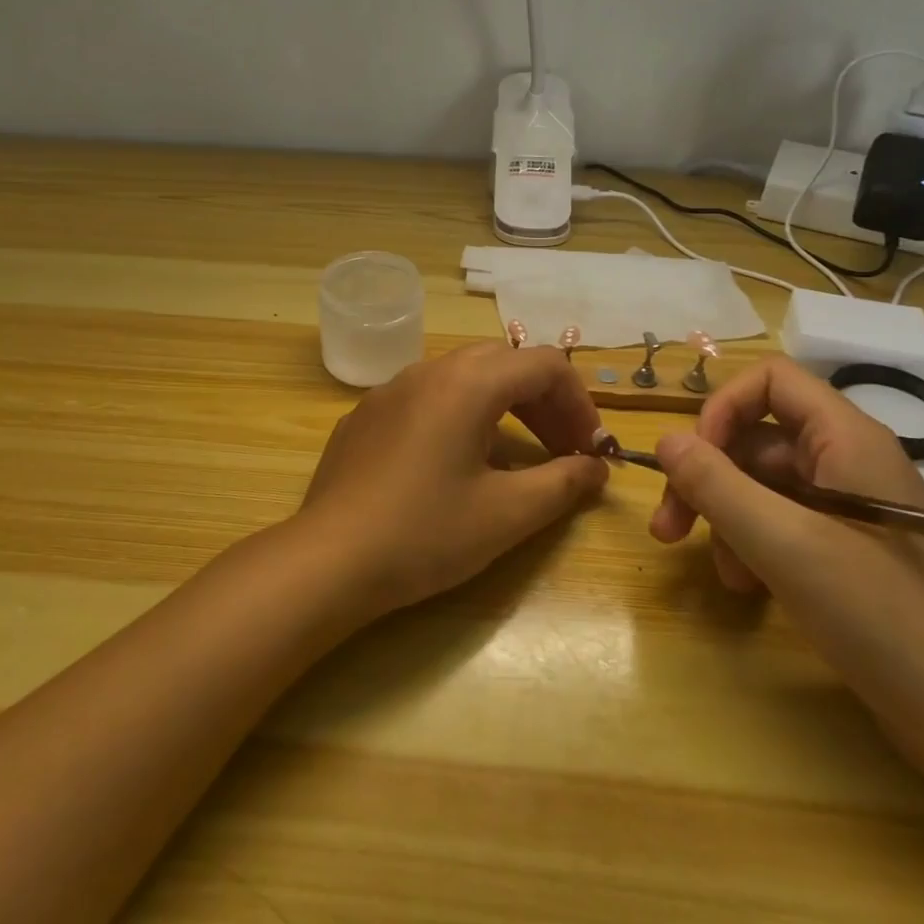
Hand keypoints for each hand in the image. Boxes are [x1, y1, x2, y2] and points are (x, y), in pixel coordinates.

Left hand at [294, 342, 609, 615]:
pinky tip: (454, 464)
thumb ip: (563, 483)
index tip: (590, 449)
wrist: (328, 560)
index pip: (544, 365)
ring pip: (463, 376)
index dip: (579, 402)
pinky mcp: (365, 414)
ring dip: (502, 405)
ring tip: (516, 456)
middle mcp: (428, 371)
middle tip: (561, 450)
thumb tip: (595, 468)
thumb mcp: (507, 514)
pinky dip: (460, 415)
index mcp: (466, 383)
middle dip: (543, 401)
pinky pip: (426, 397)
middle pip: (504, 363)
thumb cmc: (424, 534)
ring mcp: (390, 389)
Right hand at [650, 357, 923, 781]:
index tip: (692, 462)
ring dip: (726, 519)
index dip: (722, 409)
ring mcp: (849, 509)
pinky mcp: (849, 551)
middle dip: (707, 478)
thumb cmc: (884, 619)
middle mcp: (848, 461)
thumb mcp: (786, 545)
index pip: (770, 381)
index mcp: (846, 439)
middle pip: (756, 438)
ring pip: (762, 485)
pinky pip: (782, 524)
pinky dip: (753, 547)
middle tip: (669, 527)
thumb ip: (717, 485)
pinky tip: (748, 587)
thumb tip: (665, 440)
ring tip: (720, 572)